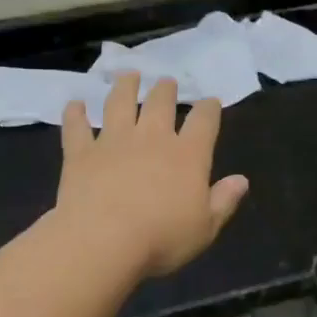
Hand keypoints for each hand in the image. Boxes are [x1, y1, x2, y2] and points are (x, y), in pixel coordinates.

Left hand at [55, 72, 249, 276]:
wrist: (102, 241)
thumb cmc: (161, 239)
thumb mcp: (205, 228)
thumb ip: (223, 201)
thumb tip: (241, 180)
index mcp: (188, 155)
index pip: (204, 120)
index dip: (209, 108)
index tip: (210, 101)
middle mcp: (152, 138)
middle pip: (160, 103)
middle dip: (166, 89)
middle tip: (166, 81)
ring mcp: (113, 141)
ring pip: (119, 103)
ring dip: (125, 86)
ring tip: (128, 75)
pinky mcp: (81, 153)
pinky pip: (77, 127)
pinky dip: (75, 114)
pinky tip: (74, 104)